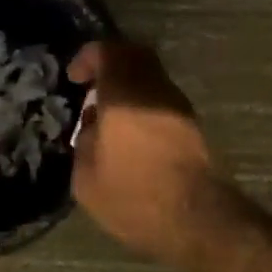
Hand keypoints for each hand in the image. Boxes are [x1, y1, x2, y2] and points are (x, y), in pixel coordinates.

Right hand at [67, 41, 217, 263]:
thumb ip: (84, 142)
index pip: (108, 51)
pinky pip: (161, 97)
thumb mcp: (87, 179)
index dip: (88, 58)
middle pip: (134, 55)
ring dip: (129, 85)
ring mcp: (178, 105)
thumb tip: (93, 127)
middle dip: (110, 64)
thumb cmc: (134, 198)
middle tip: (92, 87)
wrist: (197, 220)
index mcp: (125, 94)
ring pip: (151, 75)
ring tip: (109, 116)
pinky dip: (143, 102)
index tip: (74, 79)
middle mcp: (155, 89)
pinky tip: (131, 133)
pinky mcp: (192, 124)